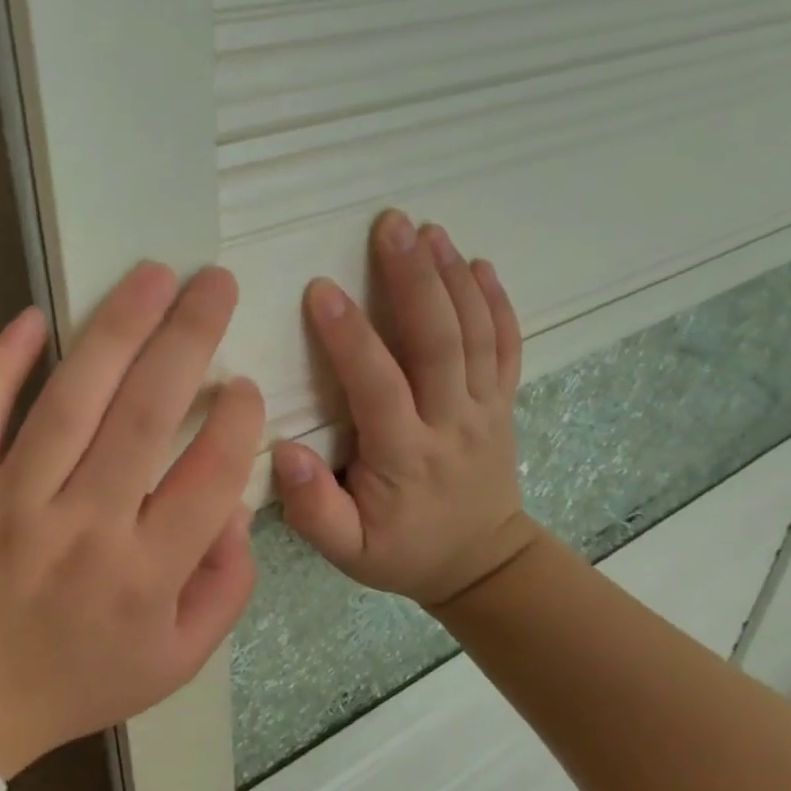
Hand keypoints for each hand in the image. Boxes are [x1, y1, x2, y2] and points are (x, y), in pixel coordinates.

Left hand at [0, 264, 264, 775]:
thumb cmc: (77, 681)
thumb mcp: (176, 661)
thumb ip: (226, 587)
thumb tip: (236, 504)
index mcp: (144, 575)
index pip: (209, 477)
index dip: (238, 421)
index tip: (245, 383)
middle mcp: (83, 529)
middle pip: (145, 416)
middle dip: (188, 339)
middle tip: (214, 283)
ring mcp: (10, 504)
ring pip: (70, 400)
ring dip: (116, 330)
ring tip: (153, 277)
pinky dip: (2, 362)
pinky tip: (34, 317)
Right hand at [273, 210, 539, 609]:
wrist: (482, 565)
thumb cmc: (402, 551)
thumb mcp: (347, 551)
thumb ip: (314, 508)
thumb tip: (284, 451)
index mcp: (406, 455)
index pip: (379, 386)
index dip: (351, 338)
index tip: (322, 290)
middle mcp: (451, 422)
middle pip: (438, 342)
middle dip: (414, 279)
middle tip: (391, 226)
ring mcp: (484, 409)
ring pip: (474, 334)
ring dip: (452, 277)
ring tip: (428, 230)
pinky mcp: (502, 403)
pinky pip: (505, 346)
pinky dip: (496, 303)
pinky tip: (479, 264)